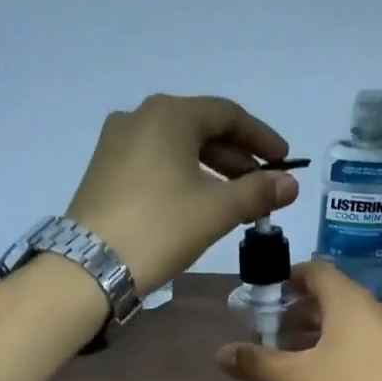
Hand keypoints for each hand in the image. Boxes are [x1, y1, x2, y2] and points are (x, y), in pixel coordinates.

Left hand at [66, 94, 297, 292]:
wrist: (90, 266)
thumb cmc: (160, 227)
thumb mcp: (216, 210)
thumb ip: (257, 192)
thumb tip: (291, 184)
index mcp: (169, 114)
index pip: (228, 115)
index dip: (261, 138)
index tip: (284, 162)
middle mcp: (140, 117)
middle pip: (201, 128)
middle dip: (236, 157)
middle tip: (263, 184)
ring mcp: (116, 142)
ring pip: (177, 147)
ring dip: (211, 169)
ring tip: (236, 199)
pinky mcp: (104, 169)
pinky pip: (155, 161)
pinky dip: (183, 175)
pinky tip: (197, 202)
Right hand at [217, 261, 381, 380]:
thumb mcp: (298, 379)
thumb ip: (258, 363)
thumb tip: (221, 354)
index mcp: (349, 301)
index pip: (316, 270)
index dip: (289, 276)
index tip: (267, 292)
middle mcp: (374, 308)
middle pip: (331, 296)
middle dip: (299, 310)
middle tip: (272, 330)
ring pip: (348, 320)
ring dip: (318, 331)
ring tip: (293, 355)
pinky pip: (364, 339)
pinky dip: (339, 346)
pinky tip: (325, 375)